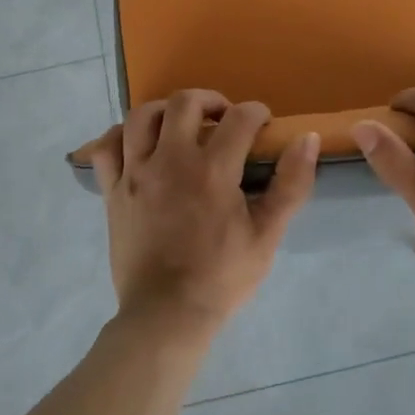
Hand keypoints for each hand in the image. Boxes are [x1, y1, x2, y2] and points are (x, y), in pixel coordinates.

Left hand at [85, 89, 318, 333]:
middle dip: (210, 100)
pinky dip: (121, 136)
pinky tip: (137, 144)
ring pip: (142, 116)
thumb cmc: (222, 277)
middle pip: (185, 102)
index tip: (263, 123)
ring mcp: (135, 174)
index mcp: (212, 170)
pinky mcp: (112, 191)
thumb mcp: (267, 235)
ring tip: (180, 125)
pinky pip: (106, 147)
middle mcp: (170, 161)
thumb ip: (291, 184)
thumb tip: (308, 139)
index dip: (256, 113)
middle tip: (224, 117)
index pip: (239, 118)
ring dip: (166, 111)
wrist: (167, 314)